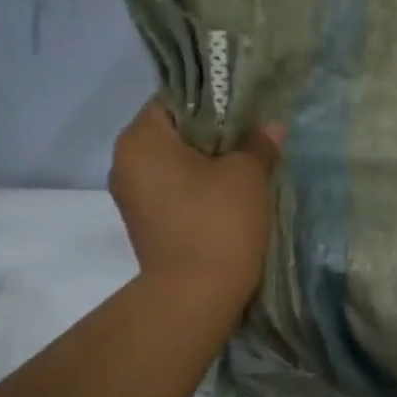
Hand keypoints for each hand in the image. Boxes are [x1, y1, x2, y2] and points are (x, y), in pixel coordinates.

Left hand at [108, 101, 284, 306]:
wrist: (196, 295)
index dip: (213, 102)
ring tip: (245, 170)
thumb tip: (271, 127)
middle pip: (173, 133)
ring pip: (174, 164)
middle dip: (212, 135)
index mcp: (140, 140)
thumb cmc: (218, 222)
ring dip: (206, 164)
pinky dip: (198, 189)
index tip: (245, 113)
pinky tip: (229, 198)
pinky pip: (173, 191)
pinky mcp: (145, 224)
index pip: (174, 100)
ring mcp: (132, 197)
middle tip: (252, 140)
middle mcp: (125, 163)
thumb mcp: (247, 175)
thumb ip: (258, 143)